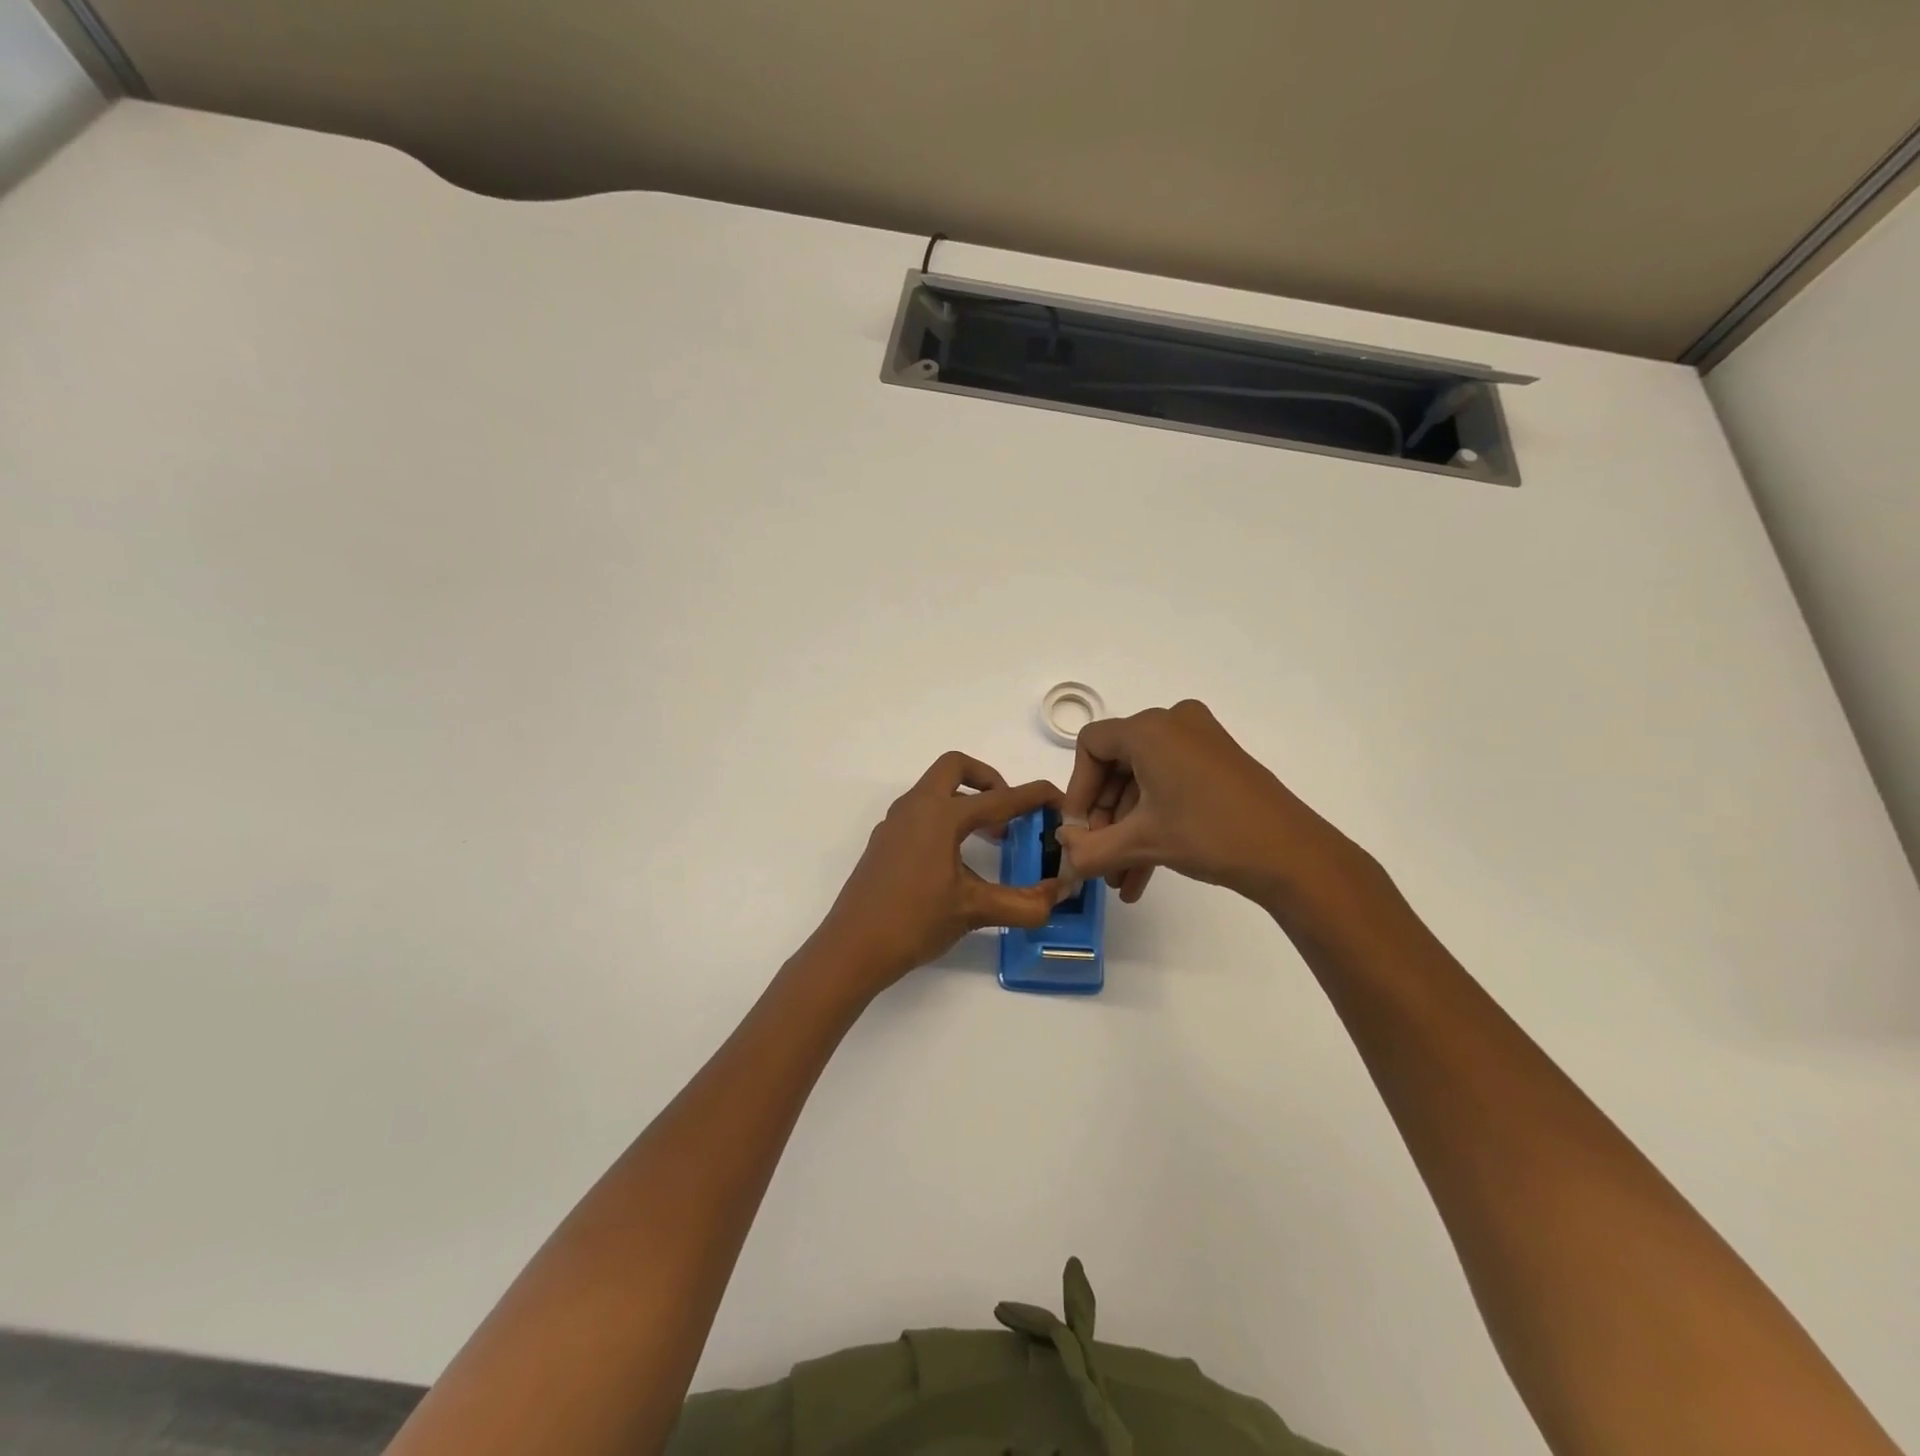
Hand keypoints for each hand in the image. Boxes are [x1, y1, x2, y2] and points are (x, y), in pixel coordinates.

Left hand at [801, 752, 1061, 1003]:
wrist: (852, 948)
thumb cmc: (914, 921)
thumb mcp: (975, 910)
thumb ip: (1023, 903)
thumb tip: (1059, 894)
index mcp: (940, 815)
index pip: (999, 798)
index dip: (1034, 797)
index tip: (1058, 800)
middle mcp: (915, 808)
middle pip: (955, 768)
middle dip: (989, 779)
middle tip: (1010, 811)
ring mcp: (895, 823)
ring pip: (935, 790)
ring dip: (967, 800)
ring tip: (992, 837)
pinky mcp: (885, 842)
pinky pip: (921, 813)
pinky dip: (946, 819)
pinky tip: (958, 860)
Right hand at [1058, 700, 1371, 916]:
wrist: (1292, 854)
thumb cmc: (1208, 833)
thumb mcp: (1141, 842)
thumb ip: (1089, 850)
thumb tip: (1062, 855)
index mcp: (1149, 729)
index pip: (1091, 746)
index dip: (1078, 791)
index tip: (1078, 831)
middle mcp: (1172, 724)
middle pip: (1117, 767)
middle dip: (1105, 819)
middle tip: (1099, 858)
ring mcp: (1200, 742)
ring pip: (1144, 784)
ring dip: (1128, 831)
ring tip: (1120, 879)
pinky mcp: (1219, 764)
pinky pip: (1170, 786)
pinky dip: (1154, 824)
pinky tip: (1141, 875)